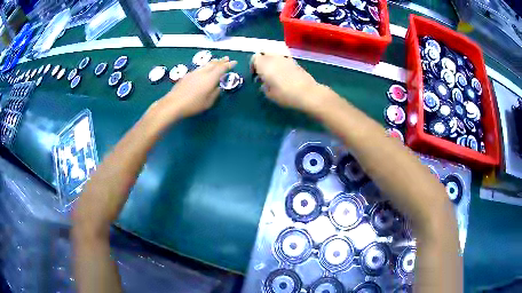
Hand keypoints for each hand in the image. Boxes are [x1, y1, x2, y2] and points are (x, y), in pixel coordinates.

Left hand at [149, 57, 236, 125]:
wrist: (174, 103)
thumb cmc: (193, 105)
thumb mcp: (208, 102)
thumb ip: (215, 93)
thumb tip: (218, 88)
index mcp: (210, 78)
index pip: (222, 68)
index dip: (229, 65)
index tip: (234, 62)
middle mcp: (203, 73)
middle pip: (214, 64)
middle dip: (221, 61)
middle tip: (226, 58)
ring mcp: (194, 73)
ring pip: (205, 65)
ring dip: (213, 62)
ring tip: (216, 61)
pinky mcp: (187, 76)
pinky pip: (199, 68)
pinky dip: (205, 66)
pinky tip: (204, 69)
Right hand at [250, 52, 323, 111]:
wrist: (307, 93)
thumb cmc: (285, 94)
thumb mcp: (269, 94)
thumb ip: (264, 86)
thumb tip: (264, 82)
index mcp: (264, 64)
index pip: (254, 58)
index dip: (253, 65)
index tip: (255, 75)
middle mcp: (274, 58)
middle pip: (264, 53)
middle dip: (262, 60)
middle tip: (263, 71)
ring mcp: (286, 58)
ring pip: (275, 55)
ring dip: (272, 61)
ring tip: (274, 73)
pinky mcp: (295, 62)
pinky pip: (284, 59)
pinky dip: (281, 64)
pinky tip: (284, 75)